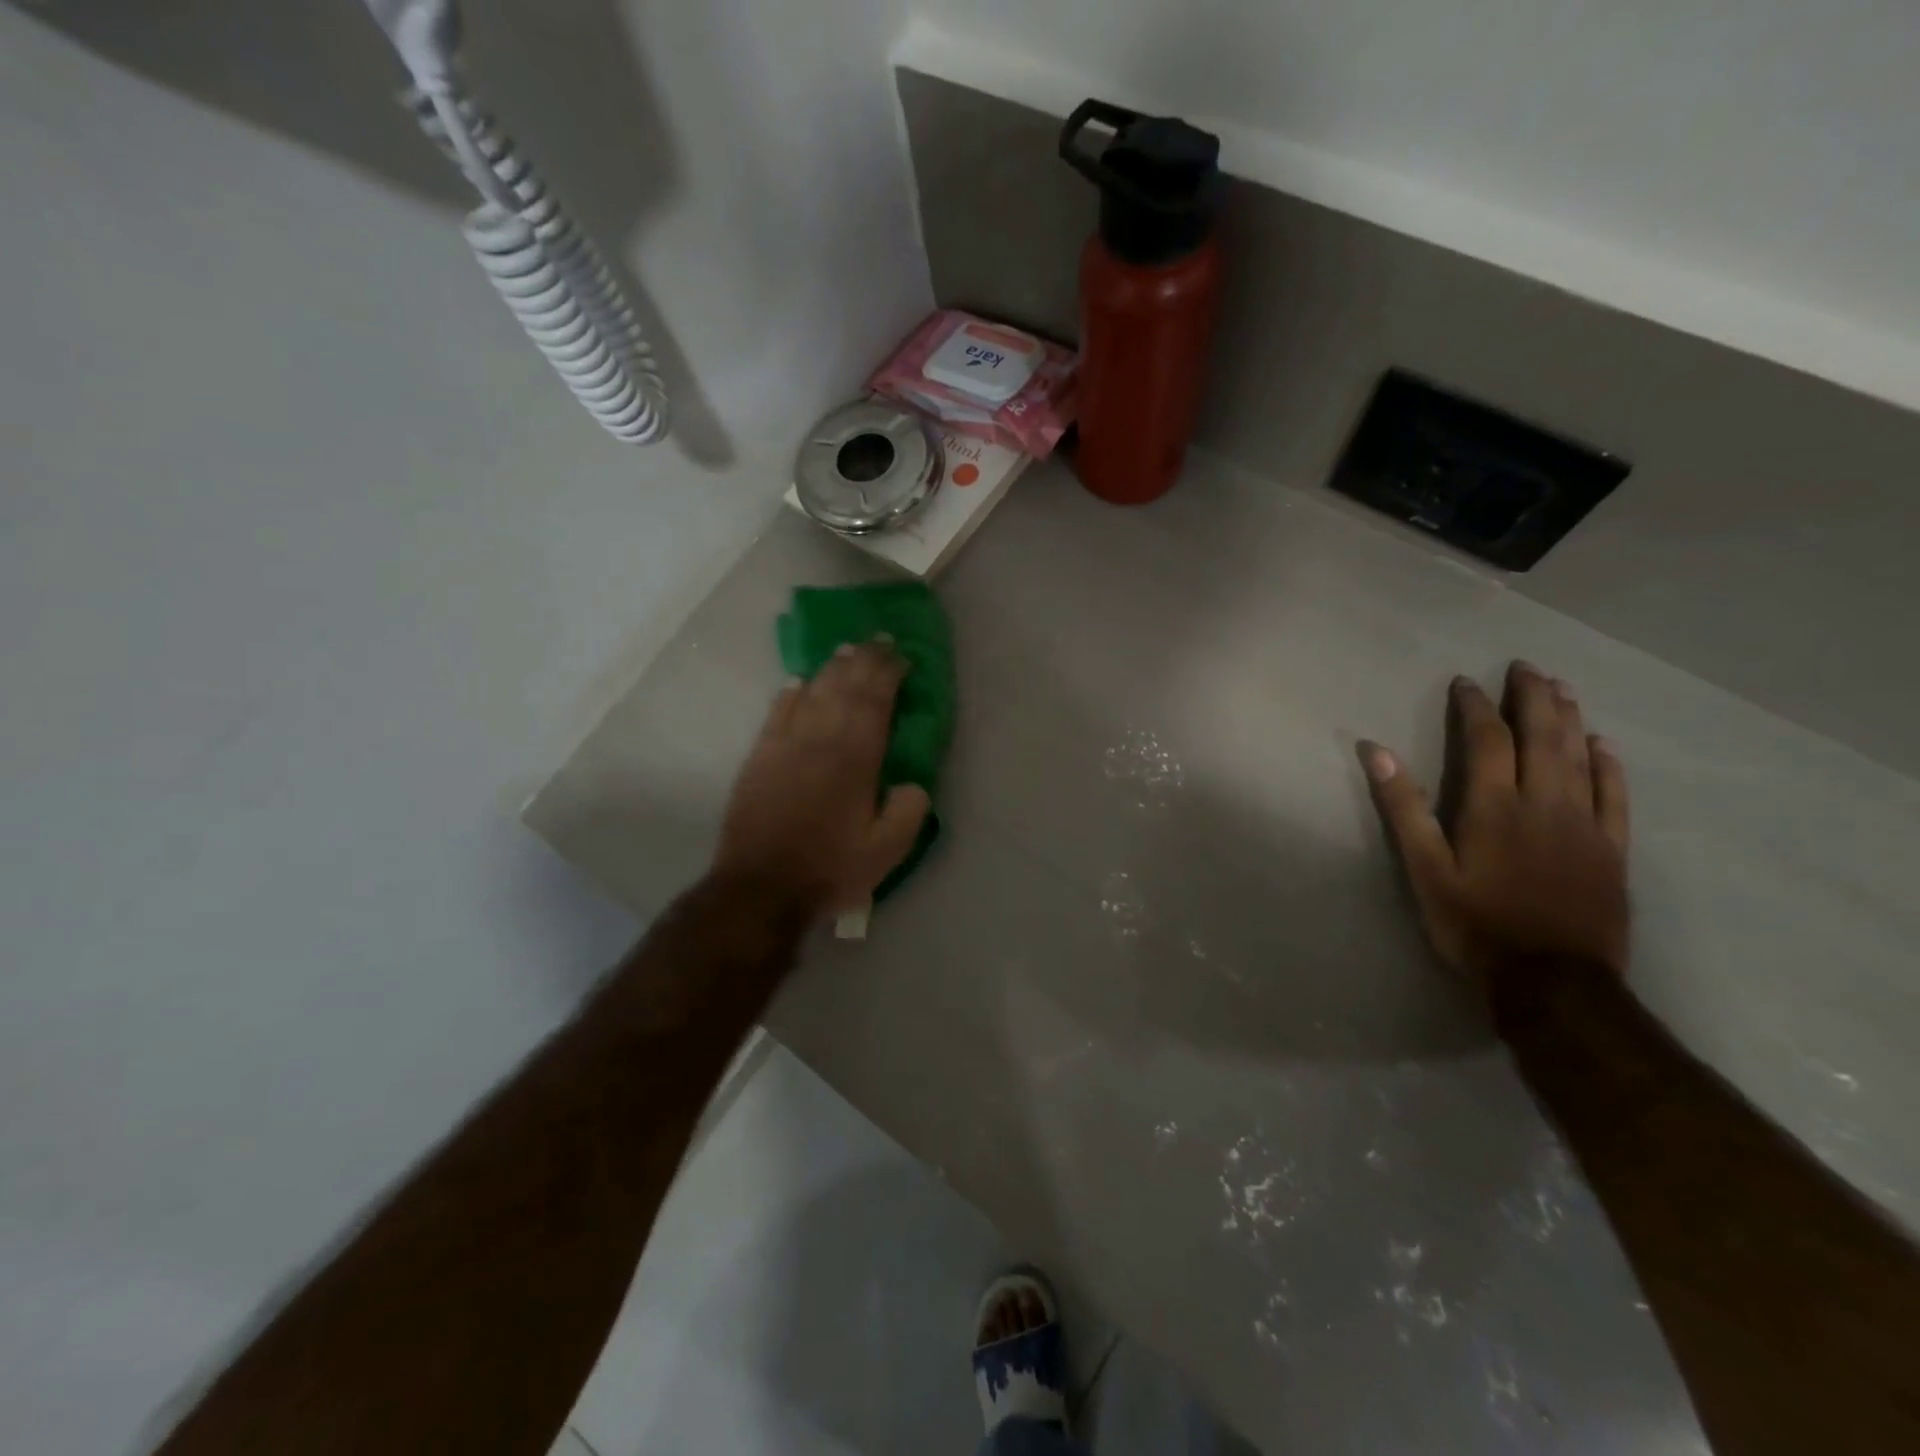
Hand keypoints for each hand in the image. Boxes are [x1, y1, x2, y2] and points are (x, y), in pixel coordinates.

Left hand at [713, 641, 930, 922]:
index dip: (889, 673)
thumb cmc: (829, 869)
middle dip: (864, 660)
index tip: (902, 656)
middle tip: (879, 641)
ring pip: (812, 692)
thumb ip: (909, 811)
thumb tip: (912, 782)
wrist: (760, 887)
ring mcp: (785, 744)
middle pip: (845, 687)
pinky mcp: (760, 757)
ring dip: (831, 669)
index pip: (875, 701)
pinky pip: (778, 712)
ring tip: (846, 651)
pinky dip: (792, 693)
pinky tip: (800, 683)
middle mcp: (820, 739)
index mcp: (855, 758)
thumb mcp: (887, 851)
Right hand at [1361, 662, 1630, 989]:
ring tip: (1562, 689)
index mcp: (1495, 807)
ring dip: (1570, 719)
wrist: (1553, 982)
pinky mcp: (1612, 850)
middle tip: (1525, 667)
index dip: (1475, 707)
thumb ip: (1403, 808)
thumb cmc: (1475, 924)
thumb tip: (1375, 751)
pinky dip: (1609, 766)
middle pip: (1542, 737)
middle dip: (1532, 698)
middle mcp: (1544, 804)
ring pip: (1580, 758)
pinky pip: (1615, 796)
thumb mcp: (1425, 869)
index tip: (1465, 683)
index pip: (1487, 741)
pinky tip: (1603, 745)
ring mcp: (1585, 825)